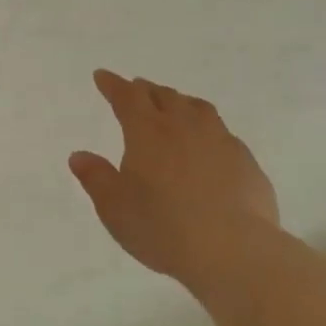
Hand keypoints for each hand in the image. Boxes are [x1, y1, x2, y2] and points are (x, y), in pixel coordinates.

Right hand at [69, 69, 278, 281]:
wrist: (232, 250)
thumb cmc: (162, 226)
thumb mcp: (114, 207)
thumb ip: (96, 178)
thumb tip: (80, 155)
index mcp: (148, 132)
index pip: (127, 97)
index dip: (113, 85)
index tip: (103, 76)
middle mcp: (184, 127)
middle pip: (164, 96)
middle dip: (146, 90)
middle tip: (136, 89)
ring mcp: (220, 142)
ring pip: (198, 109)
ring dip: (181, 102)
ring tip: (174, 106)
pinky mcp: (246, 162)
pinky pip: (223, 134)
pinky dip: (207, 130)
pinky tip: (208, 145)